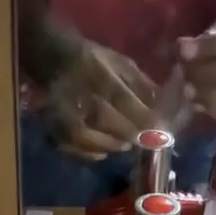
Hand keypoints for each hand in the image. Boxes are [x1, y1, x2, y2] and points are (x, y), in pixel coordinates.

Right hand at [45, 39, 158, 160]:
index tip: (160, 131)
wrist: (52, 62)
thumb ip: (140, 84)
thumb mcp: (119, 63)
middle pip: (114, 126)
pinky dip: (95, 153)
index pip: (126, 102)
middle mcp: (85, 100)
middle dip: (133, 135)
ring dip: (116, 145)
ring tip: (125, 143)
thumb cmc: (92, 61)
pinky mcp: (57, 132)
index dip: (145, 119)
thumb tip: (162, 105)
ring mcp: (69, 119)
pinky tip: (104, 148)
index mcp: (102, 78)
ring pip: (99, 142)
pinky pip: (81, 150)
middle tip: (144, 140)